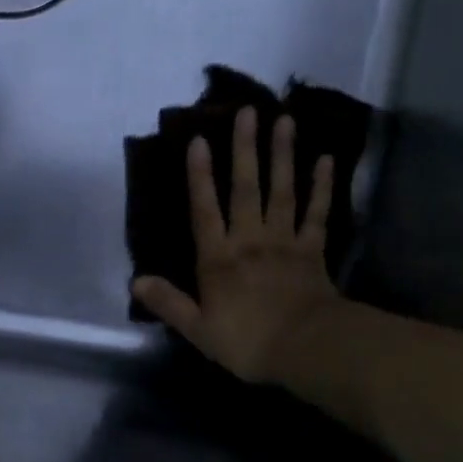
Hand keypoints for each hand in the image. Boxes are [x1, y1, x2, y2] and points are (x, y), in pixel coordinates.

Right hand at [132, 106, 342, 383]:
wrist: (307, 350)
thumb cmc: (249, 341)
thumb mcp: (199, 330)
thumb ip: (169, 303)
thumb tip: (136, 280)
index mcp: (219, 258)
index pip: (205, 209)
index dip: (200, 175)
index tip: (199, 139)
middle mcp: (250, 239)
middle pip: (246, 187)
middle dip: (245, 149)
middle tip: (248, 111)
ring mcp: (284, 240)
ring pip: (282, 190)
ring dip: (282, 155)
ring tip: (284, 120)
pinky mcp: (313, 249)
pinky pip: (318, 213)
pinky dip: (323, 186)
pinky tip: (327, 159)